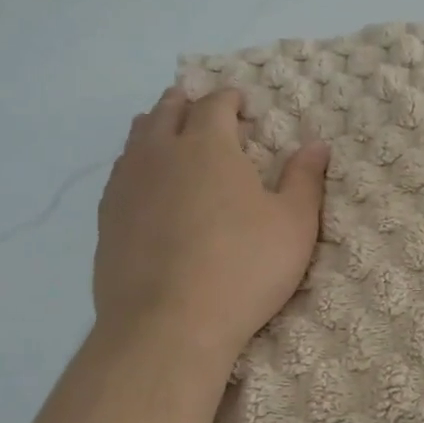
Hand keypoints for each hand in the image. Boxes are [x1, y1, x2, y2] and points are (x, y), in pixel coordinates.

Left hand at [94, 87, 329, 363]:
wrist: (167, 325)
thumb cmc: (242, 269)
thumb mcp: (293, 225)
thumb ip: (304, 180)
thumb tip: (316, 145)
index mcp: (208, 145)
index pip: (215, 103)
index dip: (229, 97)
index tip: (240, 102)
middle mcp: (161, 153)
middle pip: (168, 111)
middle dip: (186, 102)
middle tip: (198, 106)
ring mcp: (127, 184)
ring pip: (137, 138)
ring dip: (155, 126)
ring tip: (167, 131)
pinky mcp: (107, 218)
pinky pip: (120, 173)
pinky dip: (135, 163)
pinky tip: (143, 181)